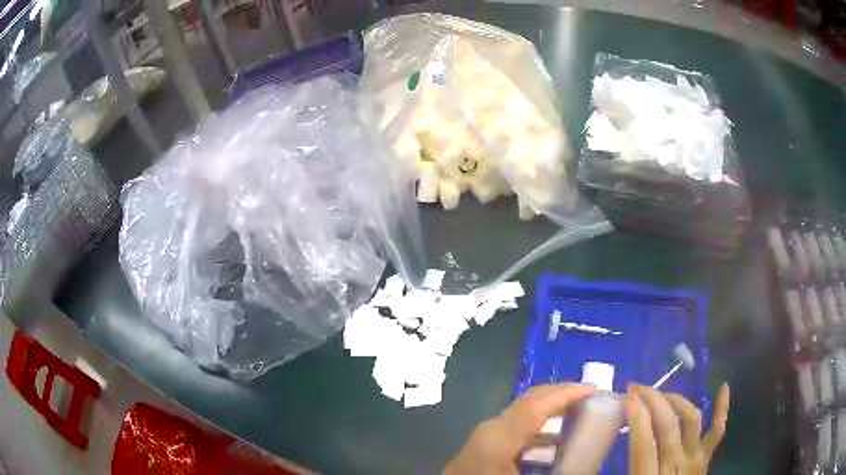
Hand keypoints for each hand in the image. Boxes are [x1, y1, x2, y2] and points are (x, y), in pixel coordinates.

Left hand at [443, 383, 595, 474]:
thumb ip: (558, 469)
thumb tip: (585, 466)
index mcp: (498, 439)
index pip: (536, 406)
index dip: (566, 394)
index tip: (593, 388)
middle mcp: (491, 429)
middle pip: (528, 401)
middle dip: (560, 393)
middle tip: (589, 394)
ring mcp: (484, 436)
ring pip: (522, 412)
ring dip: (550, 408)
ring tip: (577, 412)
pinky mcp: (483, 445)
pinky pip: (516, 426)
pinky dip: (538, 425)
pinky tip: (554, 440)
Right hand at [626, 383, 730, 474]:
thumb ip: (628, 464)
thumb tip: (617, 439)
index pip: (645, 445)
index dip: (638, 419)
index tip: (629, 398)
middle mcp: (676, 466)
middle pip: (668, 426)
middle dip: (653, 401)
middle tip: (638, 388)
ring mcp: (695, 459)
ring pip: (691, 421)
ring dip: (676, 401)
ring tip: (662, 393)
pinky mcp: (707, 457)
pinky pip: (717, 430)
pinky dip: (722, 408)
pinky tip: (723, 386)